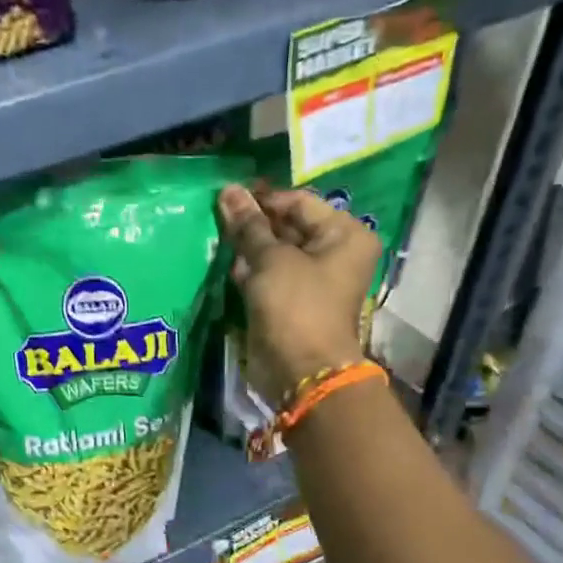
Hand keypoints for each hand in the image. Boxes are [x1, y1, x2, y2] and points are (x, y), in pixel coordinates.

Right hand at [216, 184, 378, 405]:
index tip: (227, 196)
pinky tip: (228, 266)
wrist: (300, 371)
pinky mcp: (291, 303)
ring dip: (248, 248)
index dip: (264, 199)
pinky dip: (250, 272)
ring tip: (218, 238)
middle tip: (218, 215)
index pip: (299, 202)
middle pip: (288, 227)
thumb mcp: (272, 260)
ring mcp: (312, 281)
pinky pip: (269, 278)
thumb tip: (228, 192)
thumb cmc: (295, 307)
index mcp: (344, 235)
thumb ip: (249, 226)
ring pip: (275, 253)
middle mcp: (334, 253)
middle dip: (254, 224)